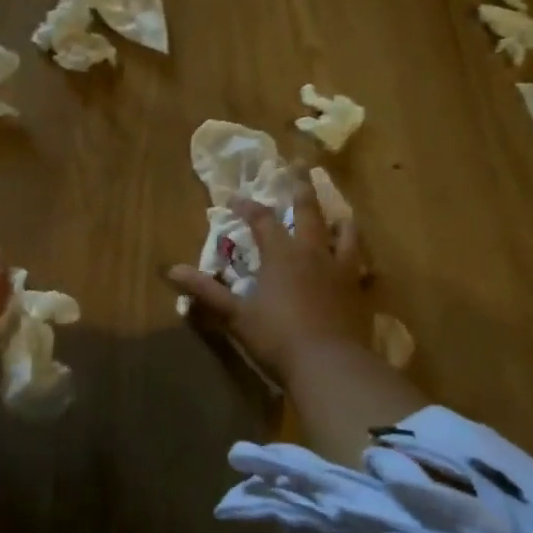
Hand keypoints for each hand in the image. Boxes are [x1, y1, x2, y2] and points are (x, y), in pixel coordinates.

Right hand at [166, 184, 372, 386]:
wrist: (331, 365)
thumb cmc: (277, 337)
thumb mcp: (236, 315)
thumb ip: (206, 291)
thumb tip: (171, 270)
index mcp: (281, 254)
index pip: (261, 219)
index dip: (247, 206)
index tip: (234, 198)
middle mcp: (313, 253)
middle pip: (308, 211)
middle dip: (301, 188)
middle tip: (299, 166)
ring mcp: (341, 270)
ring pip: (344, 234)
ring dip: (339, 221)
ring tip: (339, 214)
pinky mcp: (359, 292)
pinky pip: (361, 266)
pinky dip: (358, 258)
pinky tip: (358, 264)